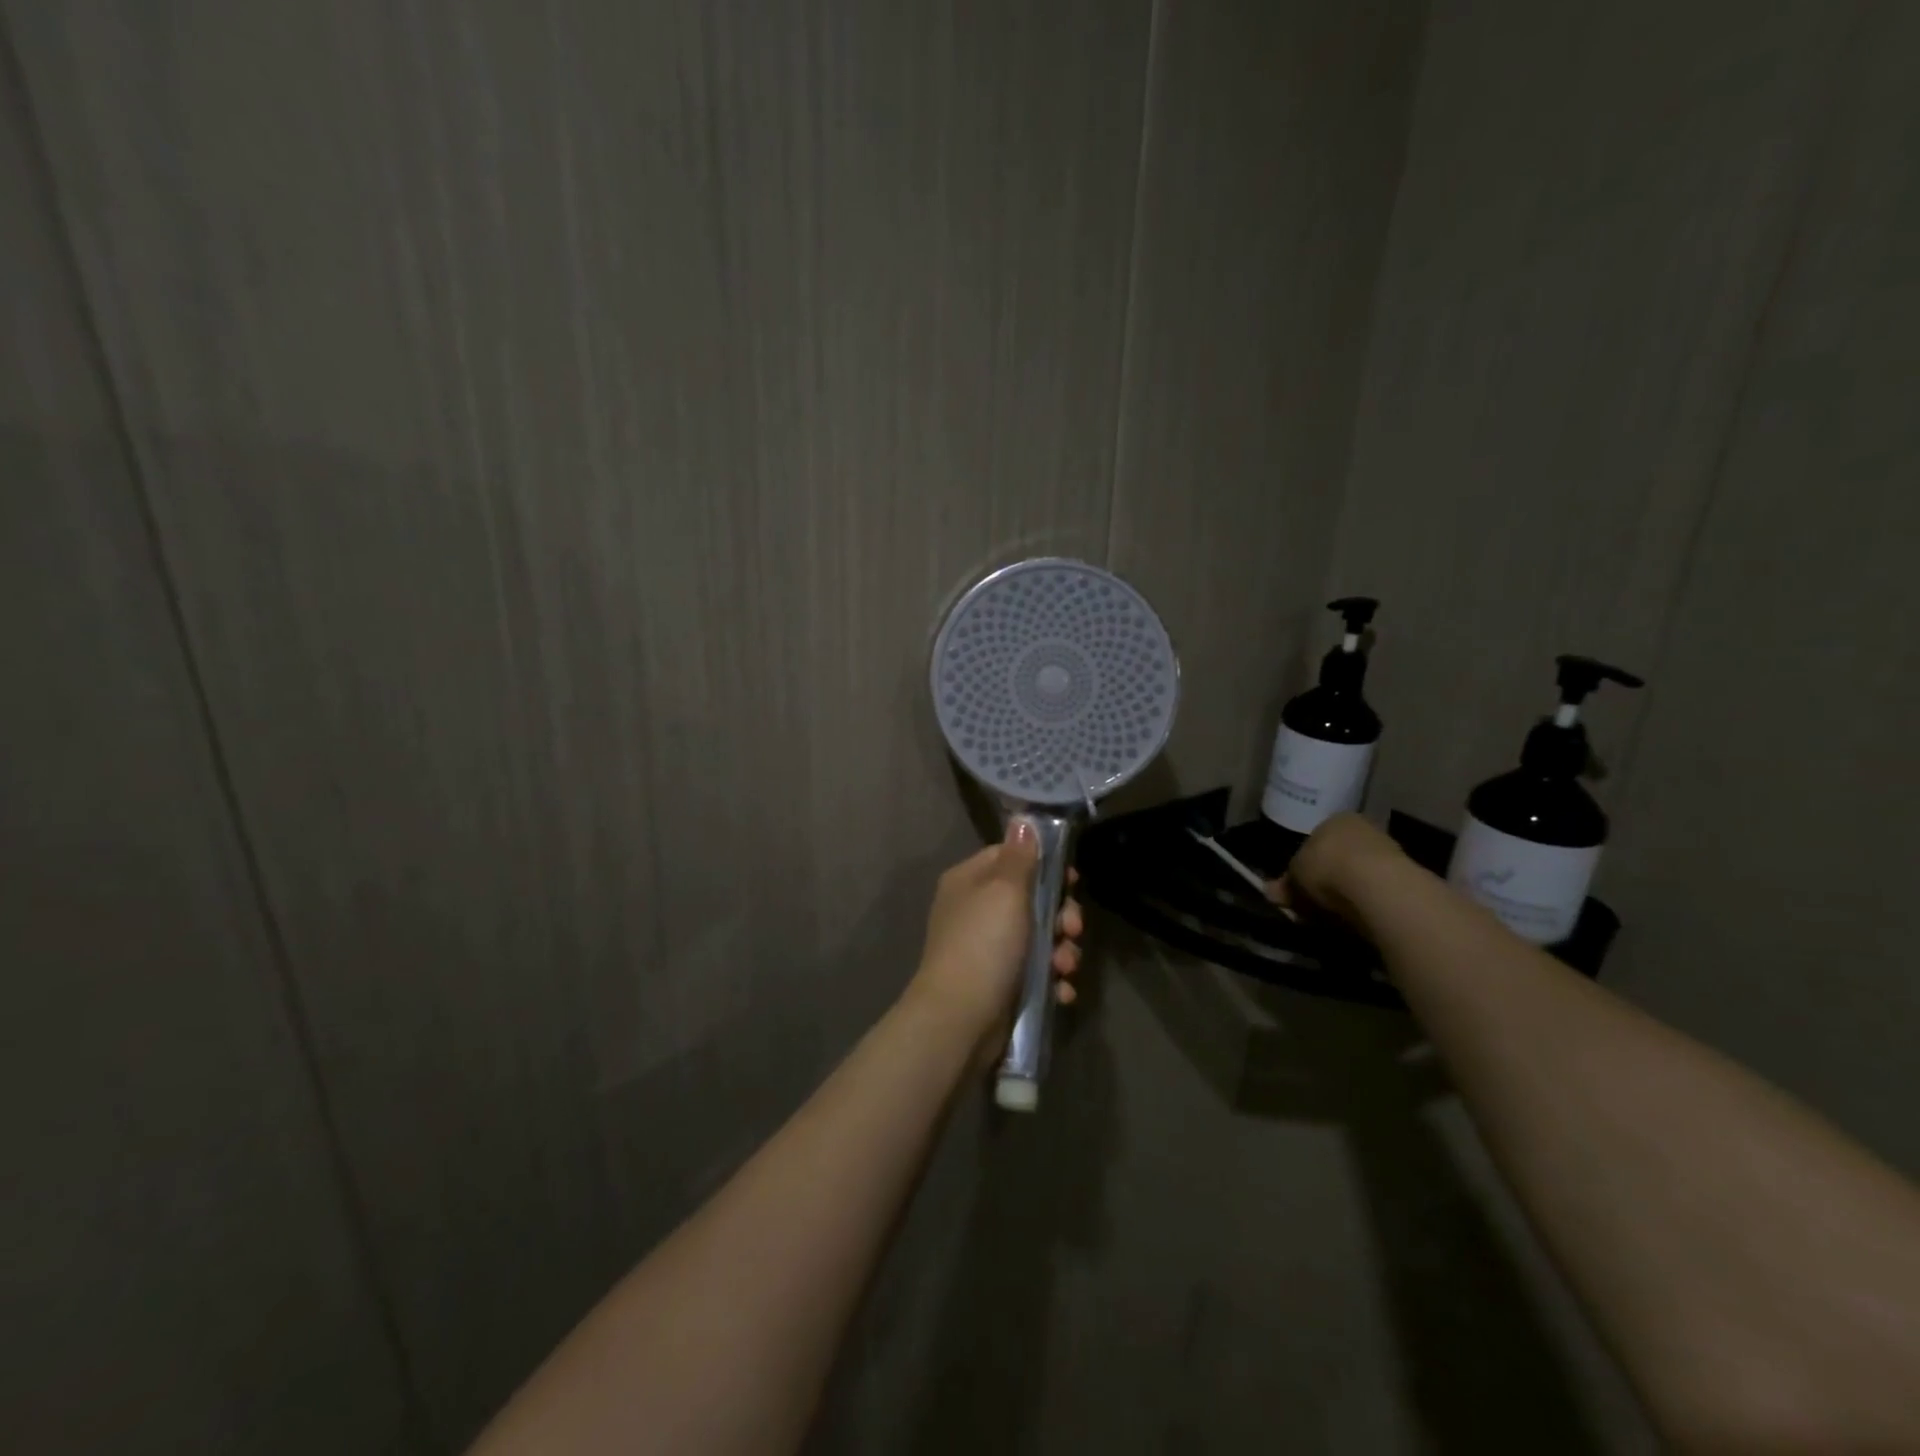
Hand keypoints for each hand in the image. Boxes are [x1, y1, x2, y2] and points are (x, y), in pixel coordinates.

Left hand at [910, 819, 1084, 1055]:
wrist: (960, 1019)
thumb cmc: (984, 943)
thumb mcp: (1005, 891)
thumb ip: (1019, 856)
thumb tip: (1022, 820)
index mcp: (970, 881)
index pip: (1011, 858)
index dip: (1044, 866)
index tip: (1071, 880)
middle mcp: (975, 911)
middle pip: (1030, 900)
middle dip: (1061, 915)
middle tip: (1072, 929)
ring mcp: (986, 949)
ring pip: (1038, 938)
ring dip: (1061, 951)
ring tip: (1065, 967)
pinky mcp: (999, 984)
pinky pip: (1035, 973)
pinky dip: (1051, 980)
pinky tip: (1061, 990)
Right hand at [1266, 812, 1405, 928]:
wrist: (1377, 885)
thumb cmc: (1327, 866)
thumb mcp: (1294, 875)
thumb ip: (1284, 884)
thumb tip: (1269, 891)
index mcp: (1335, 819)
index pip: (1315, 841)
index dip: (1302, 865)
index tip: (1295, 887)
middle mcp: (1363, 830)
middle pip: (1336, 858)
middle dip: (1323, 881)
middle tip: (1309, 904)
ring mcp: (1387, 853)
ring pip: (1356, 876)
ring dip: (1343, 893)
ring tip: (1330, 915)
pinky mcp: (1405, 879)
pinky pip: (1373, 892)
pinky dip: (1362, 904)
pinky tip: (1353, 917)